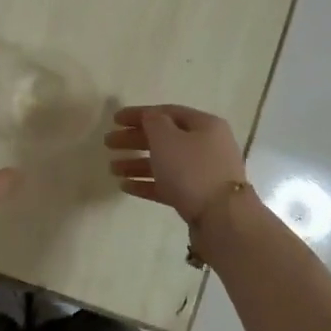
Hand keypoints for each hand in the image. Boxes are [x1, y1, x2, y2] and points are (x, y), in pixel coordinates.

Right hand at [105, 104, 246, 223]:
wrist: (222, 218)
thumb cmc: (192, 170)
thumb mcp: (167, 138)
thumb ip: (153, 122)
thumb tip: (150, 117)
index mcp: (204, 125)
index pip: (167, 112)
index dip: (139, 114)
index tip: (114, 120)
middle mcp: (207, 145)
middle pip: (165, 138)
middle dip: (135, 140)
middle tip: (108, 143)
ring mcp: (203, 173)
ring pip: (165, 163)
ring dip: (137, 163)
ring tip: (112, 168)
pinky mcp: (197, 197)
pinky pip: (168, 185)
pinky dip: (147, 183)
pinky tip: (125, 186)